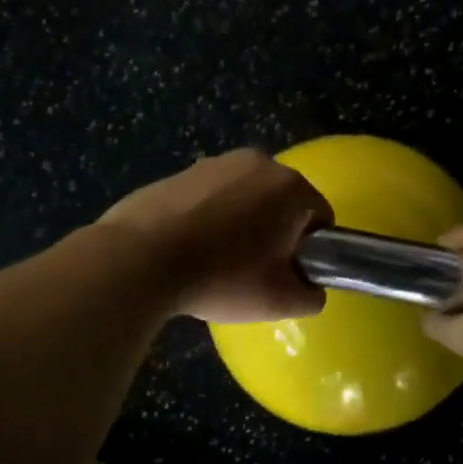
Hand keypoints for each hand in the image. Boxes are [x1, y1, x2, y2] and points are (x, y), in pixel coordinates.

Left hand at [99, 149, 333, 322]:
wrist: (141, 258)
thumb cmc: (223, 277)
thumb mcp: (280, 301)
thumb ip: (311, 295)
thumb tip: (310, 288)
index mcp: (291, 186)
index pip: (321, 218)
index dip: (311, 251)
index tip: (287, 275)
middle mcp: (259, 162)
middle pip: (282, 203)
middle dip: (276, 233)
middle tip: (253, 271)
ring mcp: (216, 163)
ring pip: (246, 198)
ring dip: (242, 224)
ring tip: (216, 261)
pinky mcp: (181, 171)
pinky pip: (211, 197)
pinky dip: (209, 218)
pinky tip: (189, 248)